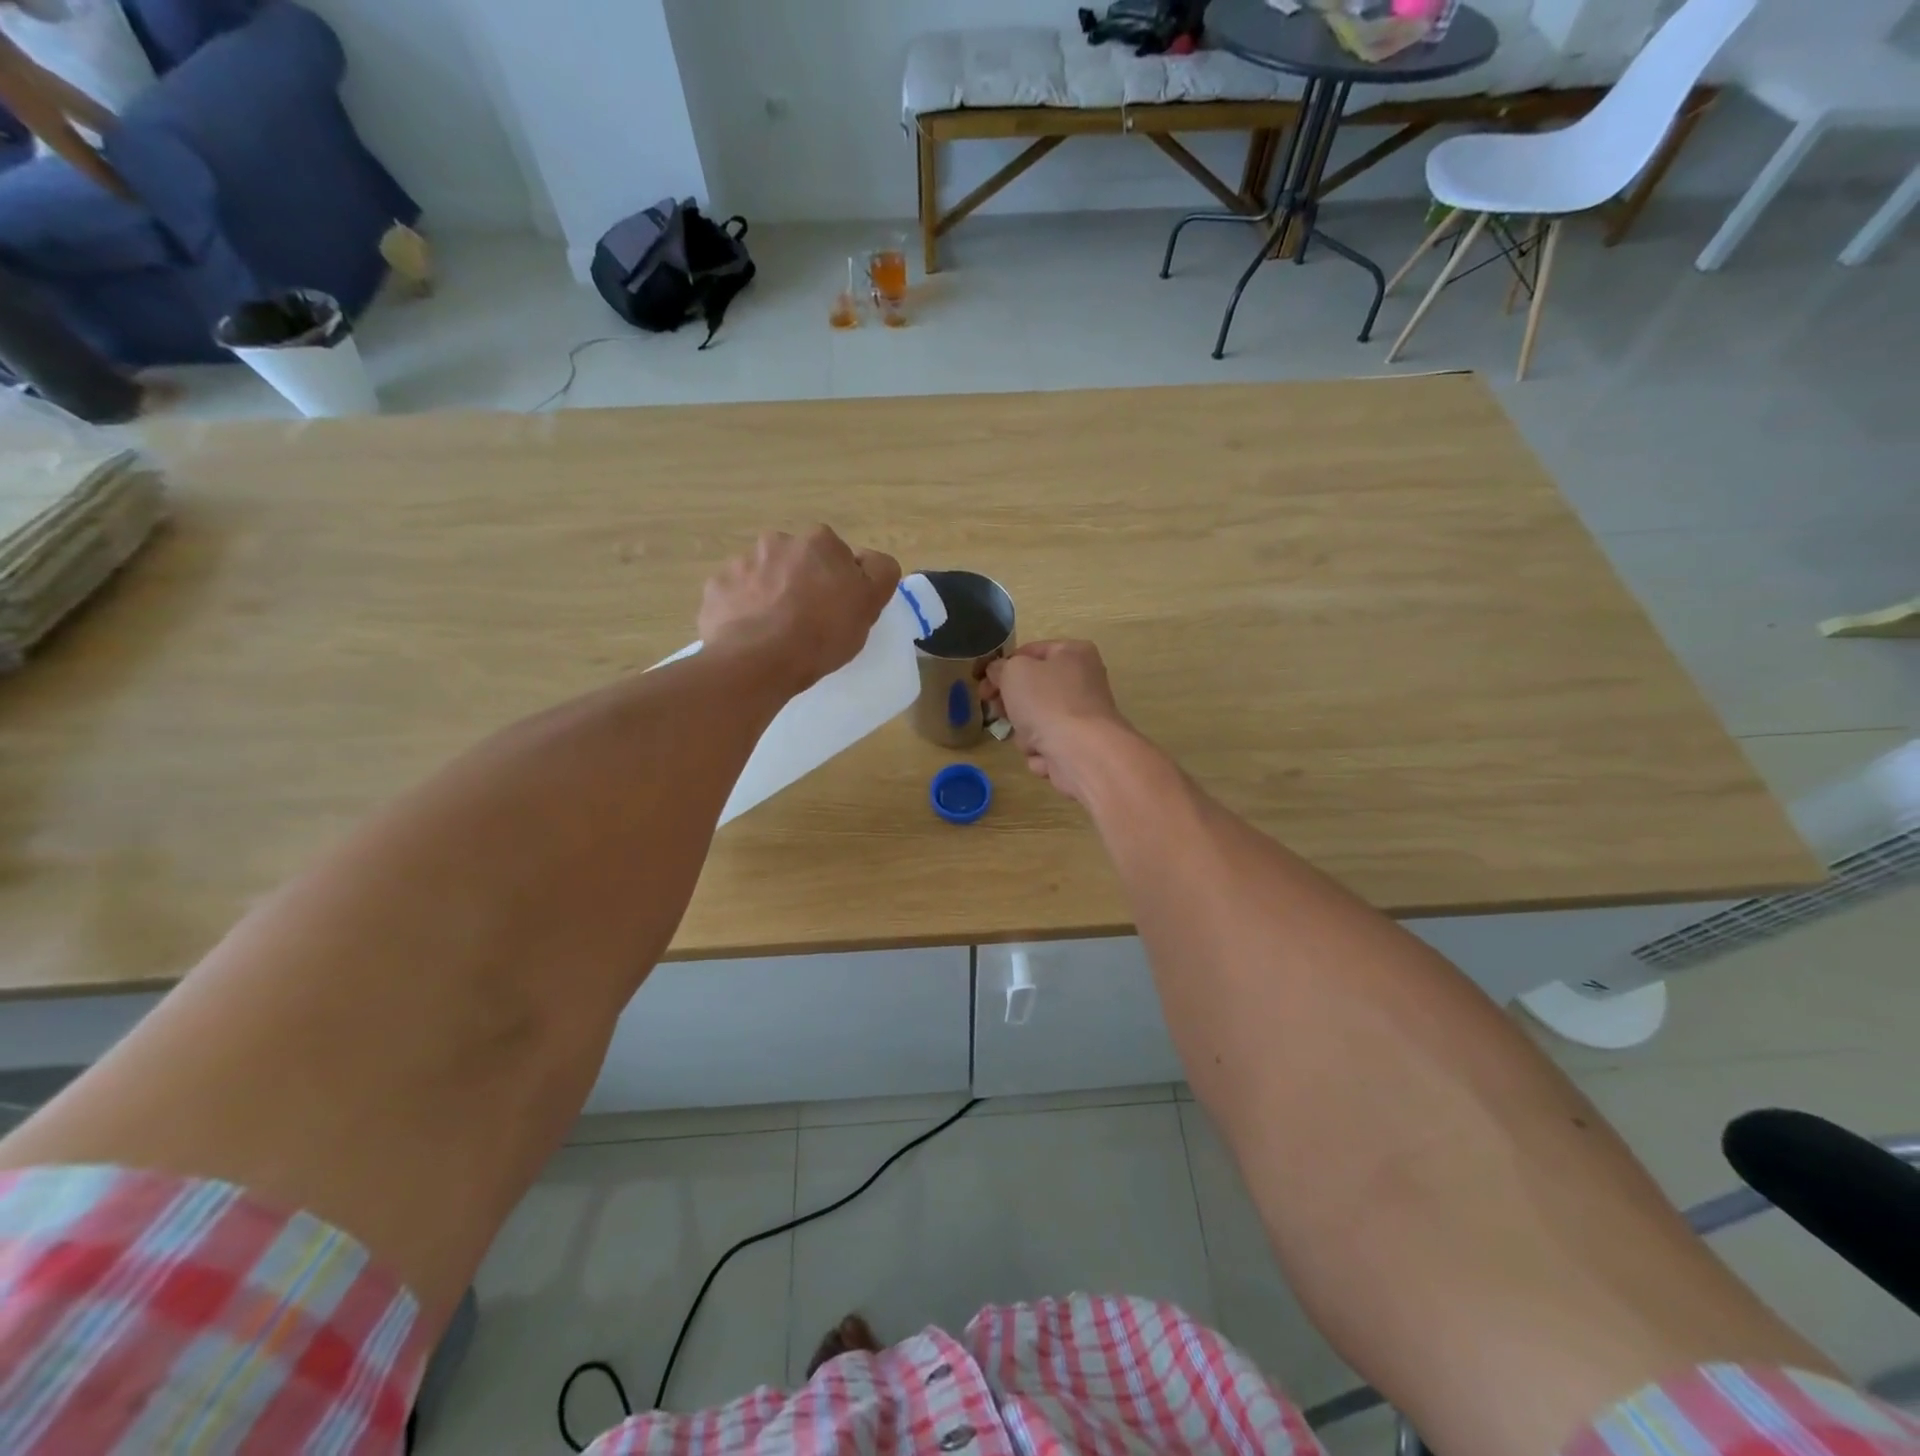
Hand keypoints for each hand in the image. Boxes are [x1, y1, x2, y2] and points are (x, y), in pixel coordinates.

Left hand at [698, 527, 900, 693]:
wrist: (758, 661)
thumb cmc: (822, 632)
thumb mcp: (870, 603)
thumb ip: (879, 572)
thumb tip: (868, 559)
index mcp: (818, 541)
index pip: (837, 556)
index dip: (840, 582)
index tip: (839, 609)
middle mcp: (777, 541)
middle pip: (797, 562)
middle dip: (801, 582)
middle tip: (808, 621)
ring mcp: (741, 563)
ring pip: (764, 577)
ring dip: (770, 595)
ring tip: (776, 633)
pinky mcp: (716, 589)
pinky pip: (735, 597)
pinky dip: (743, 611)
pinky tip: (751, 636)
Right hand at [983, 640, 1136, 803]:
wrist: (1082, 753)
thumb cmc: (1047, 702)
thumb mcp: (1013, 672)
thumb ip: (1000, 667)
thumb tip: (998, 672)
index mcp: (1073, 653)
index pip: (1028, 652)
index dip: (1001, 667)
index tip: (981, 684)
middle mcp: (1082, 681)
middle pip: (1032, 690)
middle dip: (1012, 705)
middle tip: (997, 711)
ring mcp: (1082, 717)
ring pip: (1036, 721)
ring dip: (1025, 732)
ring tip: (1031, 738)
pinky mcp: (1080, 747)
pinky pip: (1047, 746)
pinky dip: (1041, 752)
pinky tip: (1044, 755)